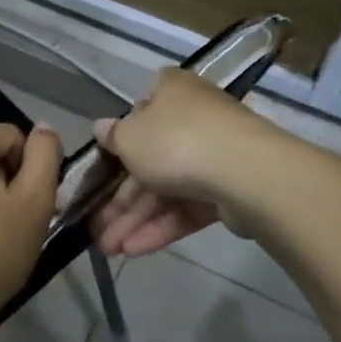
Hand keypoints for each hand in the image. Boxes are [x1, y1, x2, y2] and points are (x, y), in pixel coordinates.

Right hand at [89, 70, 279, 257]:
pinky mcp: (227, 191)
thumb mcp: (129, 137)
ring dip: (134, 219)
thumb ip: (112, 137)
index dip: (121, 135)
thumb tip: (102, 128)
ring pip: (166, 189)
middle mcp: (194, 119)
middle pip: (150, 159)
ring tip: (108, 249)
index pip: (142, 107)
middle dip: (120, 197)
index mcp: (172, 92)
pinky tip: (133, 250)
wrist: (245, 173)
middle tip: (95, 226)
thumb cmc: (175, 141)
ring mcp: (213, 156)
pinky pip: (187, 208)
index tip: (104, 161)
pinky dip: (161, 226)